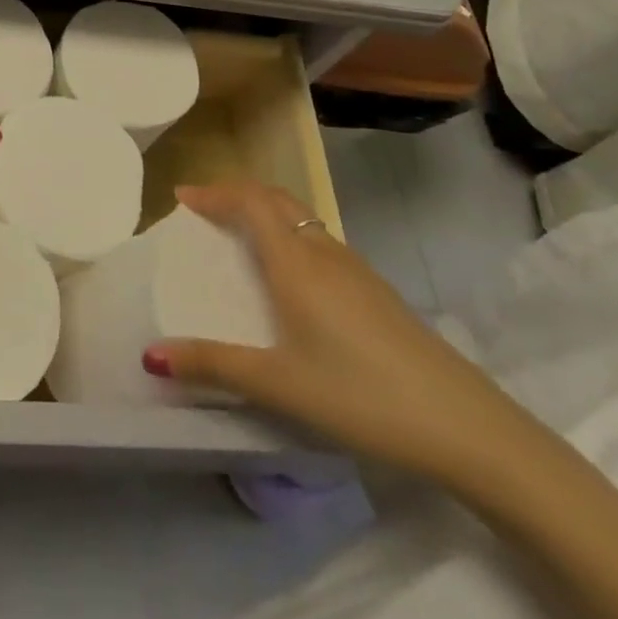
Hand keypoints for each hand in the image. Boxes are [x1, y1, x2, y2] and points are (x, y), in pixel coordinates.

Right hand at [144, 184, 531, 485]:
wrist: (466, 426)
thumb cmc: (360, 395)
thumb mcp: (279, 385)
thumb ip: (213, 365)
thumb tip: (151, 355)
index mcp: (296, 262)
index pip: (250, 201)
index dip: (214, 192)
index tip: (182, 197)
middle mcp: (324, 252)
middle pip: (276, 199)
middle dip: (237, 194)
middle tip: (206, 209)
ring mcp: (356, 269)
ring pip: (301, 219)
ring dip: (266, 212)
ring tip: (240, 236)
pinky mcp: (377, 291)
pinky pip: (320, 241)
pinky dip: (290, 236)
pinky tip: (290, 278)